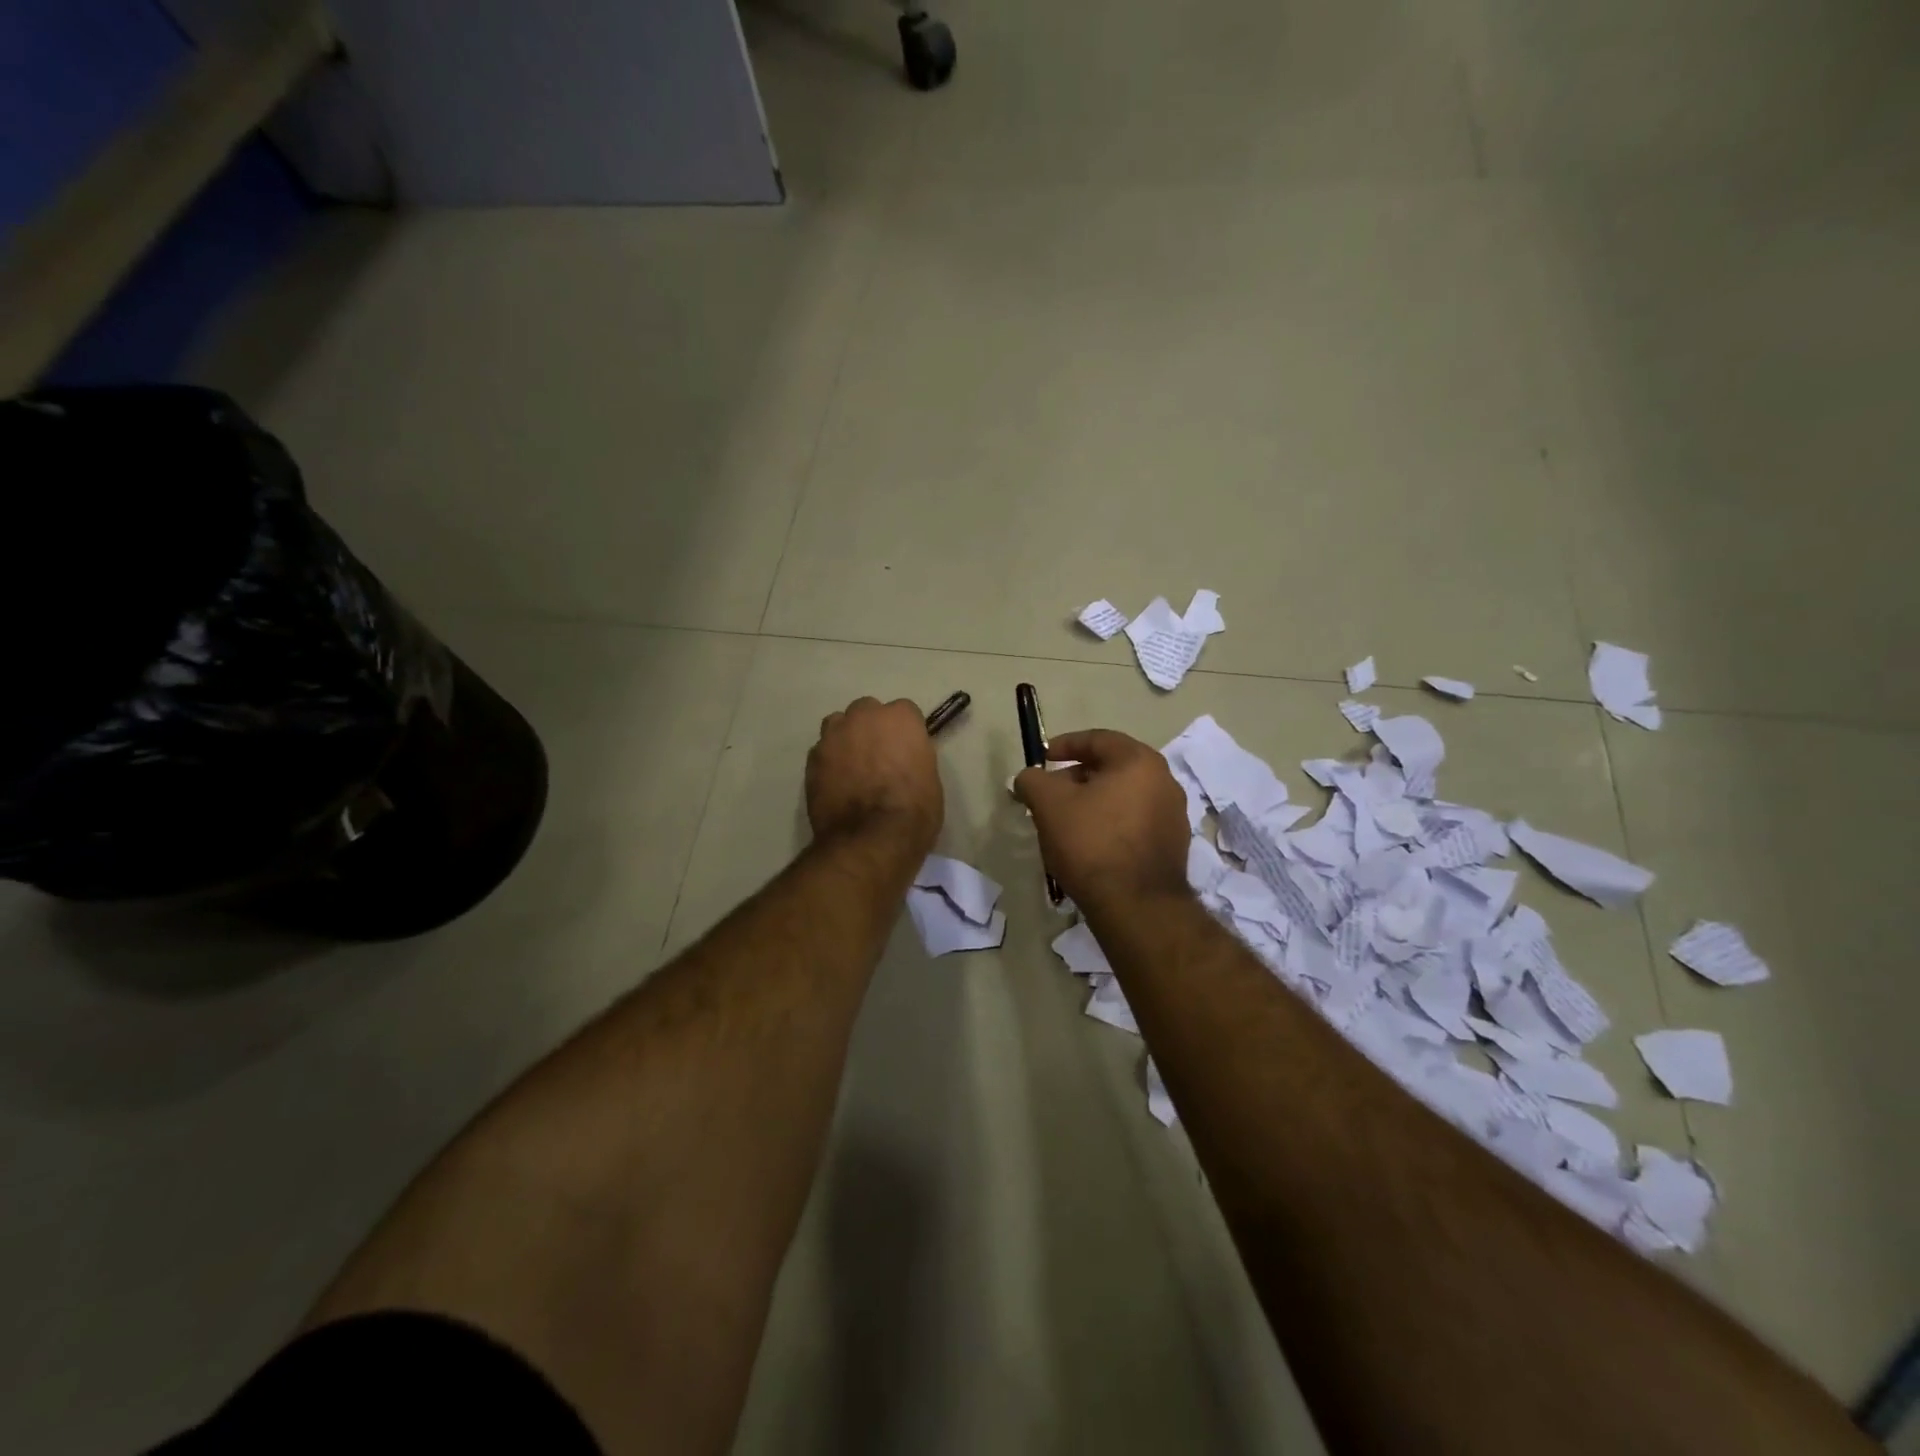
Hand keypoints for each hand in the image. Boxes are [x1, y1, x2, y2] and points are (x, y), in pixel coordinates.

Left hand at [806, 697, 943, 856]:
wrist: (872, 839)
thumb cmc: (914, 811)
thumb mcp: (930, 779)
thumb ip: (913, 757)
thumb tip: (902, 760)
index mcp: (900, 718)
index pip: (904, 712)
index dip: (904, 732)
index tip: (905, 750)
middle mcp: (864, 717)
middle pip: (866, 710)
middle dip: (871, 727)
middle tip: (878, 757)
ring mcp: (834, 736)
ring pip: (838, 725)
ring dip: (846, 739)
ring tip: (852, 767)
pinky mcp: (812, 759)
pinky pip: (822, 751)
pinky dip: (829, 762)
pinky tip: (836, 784)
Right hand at [1013, 729, 1191, 910]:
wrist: (1136, 906)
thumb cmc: (1092, 843)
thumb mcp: (1049, 805)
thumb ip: (1033, 780)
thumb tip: (1028, 777)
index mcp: (1139, 761)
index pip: (1098, 739)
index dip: (1065, 744)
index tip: (1042, 758)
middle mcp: (1165, 781)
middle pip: (1113, 768)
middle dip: (1077, 777)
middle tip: (1051, 794)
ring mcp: (1174, 815)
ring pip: (1124, 796)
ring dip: (1094, 802)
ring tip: (1067, 822)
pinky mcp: (1174, 846)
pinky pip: (1135, 822)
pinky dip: (1111, 824)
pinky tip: (1091, 845)